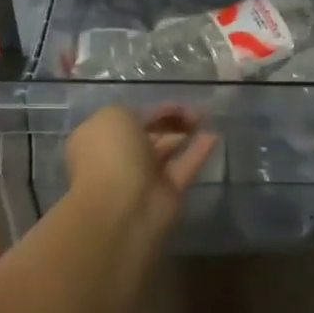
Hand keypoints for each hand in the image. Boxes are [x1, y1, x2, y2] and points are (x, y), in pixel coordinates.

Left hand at [65, 105, 217, 228]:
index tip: (177, 103)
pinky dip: (199, 152)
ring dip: (185, 134)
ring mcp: (144, 178)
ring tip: (206, 117)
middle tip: (194, 111)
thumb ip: (136, 112)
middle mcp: (120, 158)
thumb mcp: (115, 115)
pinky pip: (185, 167)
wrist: (121, 209)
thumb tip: (153, 119)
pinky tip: (214, 135)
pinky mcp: (168, 194)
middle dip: (171, 121)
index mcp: (100, 138)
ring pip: (168, 150)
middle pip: (150, 134)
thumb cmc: (111, 154)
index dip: (153, 110)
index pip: (130, 119)